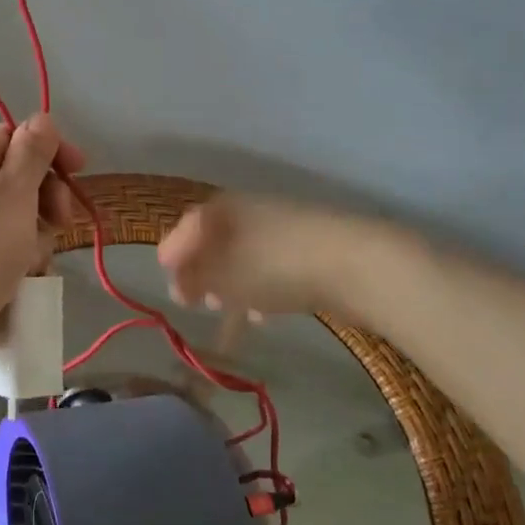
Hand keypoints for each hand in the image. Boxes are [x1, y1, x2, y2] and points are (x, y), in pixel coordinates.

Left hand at [0, 114, 84, 362]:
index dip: (49, 149)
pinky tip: (25, 275)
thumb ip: (32, 152)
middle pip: (18, 177)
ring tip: (33, 257)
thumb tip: (41, 117)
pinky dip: (21, 257)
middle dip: (46, 197)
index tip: (80, 170)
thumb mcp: (14, 191)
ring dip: (37, 232)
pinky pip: (6, 247)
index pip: (14, 136)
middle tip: (60, 220)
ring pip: (18, 216)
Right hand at [158, 194, 340, 317]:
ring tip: (228, 311)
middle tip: (196, 302)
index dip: (173, 258)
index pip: (184, 230)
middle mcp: (245, 210)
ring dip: (230, 284)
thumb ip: (192, 280)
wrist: (354, 264)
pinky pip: (269, 267)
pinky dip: (258, 287)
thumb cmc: (273, 265)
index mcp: (219, 209)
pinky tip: (262, 315)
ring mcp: (279, 227)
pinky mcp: (306, 248)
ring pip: (241, 257)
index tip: (171, 286)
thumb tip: (178, 284)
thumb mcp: (222, 276)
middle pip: (213, 242)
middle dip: (202, 273)